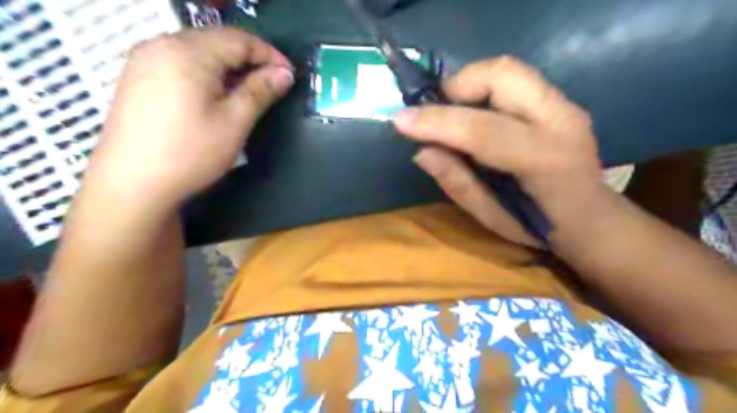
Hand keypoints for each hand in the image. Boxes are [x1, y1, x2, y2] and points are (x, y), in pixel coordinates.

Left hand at [85, 28, 294, 211]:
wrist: (132, 184)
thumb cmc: (191, 152)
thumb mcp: (234, 122)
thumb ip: (260, 91)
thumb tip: (285, 74)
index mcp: (188, 52)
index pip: (239, 39)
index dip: (270, 55)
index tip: (291, 75)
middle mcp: (161, 44)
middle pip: (217, 40)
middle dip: (250, 59)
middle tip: (273, 84)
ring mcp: (145, 59)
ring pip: (199, 51)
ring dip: (229, 66)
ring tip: (249, 90)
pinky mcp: (138, 77)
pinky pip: (181, 62)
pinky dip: (207, 73)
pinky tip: (216, 94)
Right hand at [395, 57, 601, 245]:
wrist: (592, 219)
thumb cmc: (540, 227)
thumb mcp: (491, 217)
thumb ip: (458, 182)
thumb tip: (422, 151)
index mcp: (544, 160)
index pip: (482, 129)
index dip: (436, 122)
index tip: (400, 121)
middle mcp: (561, 120)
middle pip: (501, 74)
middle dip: (456, 87)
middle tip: (433, 114)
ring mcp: (565, 105)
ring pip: (507, 70)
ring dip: (468, 85)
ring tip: (450, 114)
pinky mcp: (560, 101)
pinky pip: (513, 80)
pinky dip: (482, 90)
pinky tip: (472, 115)